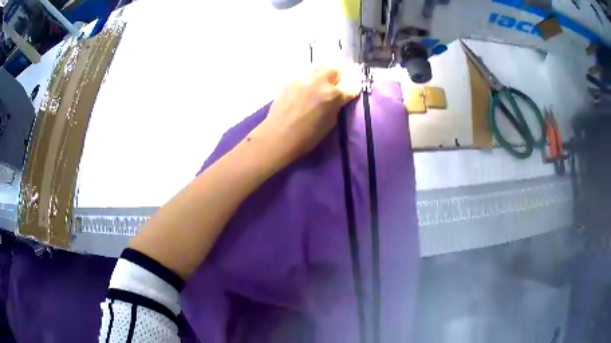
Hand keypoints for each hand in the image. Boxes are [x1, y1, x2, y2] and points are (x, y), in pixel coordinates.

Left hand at [251, 66, 359, 164]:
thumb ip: (335, 107)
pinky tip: (304, 90)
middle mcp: (319, 82)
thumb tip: (336, 101)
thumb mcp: (330, 124)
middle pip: (333, 69)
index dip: (352, 92)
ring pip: (317, 68)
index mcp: (333, 95)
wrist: (278, 136)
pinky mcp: (289, 81)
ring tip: (319, 85)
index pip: (350, 88)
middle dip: (337, 76)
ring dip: (322, 75)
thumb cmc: (307, 137)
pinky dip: (307, 81)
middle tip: (335, 85)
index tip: (351, 94)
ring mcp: (303, 79)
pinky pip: (303, 76)